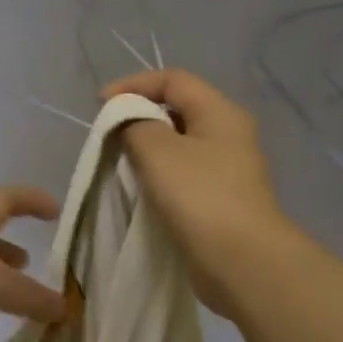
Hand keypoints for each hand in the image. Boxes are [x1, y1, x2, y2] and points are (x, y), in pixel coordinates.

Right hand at [103, 69, 290, 316]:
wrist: (242, 261)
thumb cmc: (200, 197)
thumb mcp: (158, 150)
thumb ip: (135, 125)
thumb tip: (129, 123)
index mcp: (220, 112)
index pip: (173, 79)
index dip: (133, 84)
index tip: (100, 106)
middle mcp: (228, 134)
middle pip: (177, 110)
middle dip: (138, 116)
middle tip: (109, 136)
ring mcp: (227, 169)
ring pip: (179, 145)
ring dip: (147, 149)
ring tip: (119, 163)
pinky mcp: (220, 200)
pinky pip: (183, 175)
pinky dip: (158, 175)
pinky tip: (141, 190)